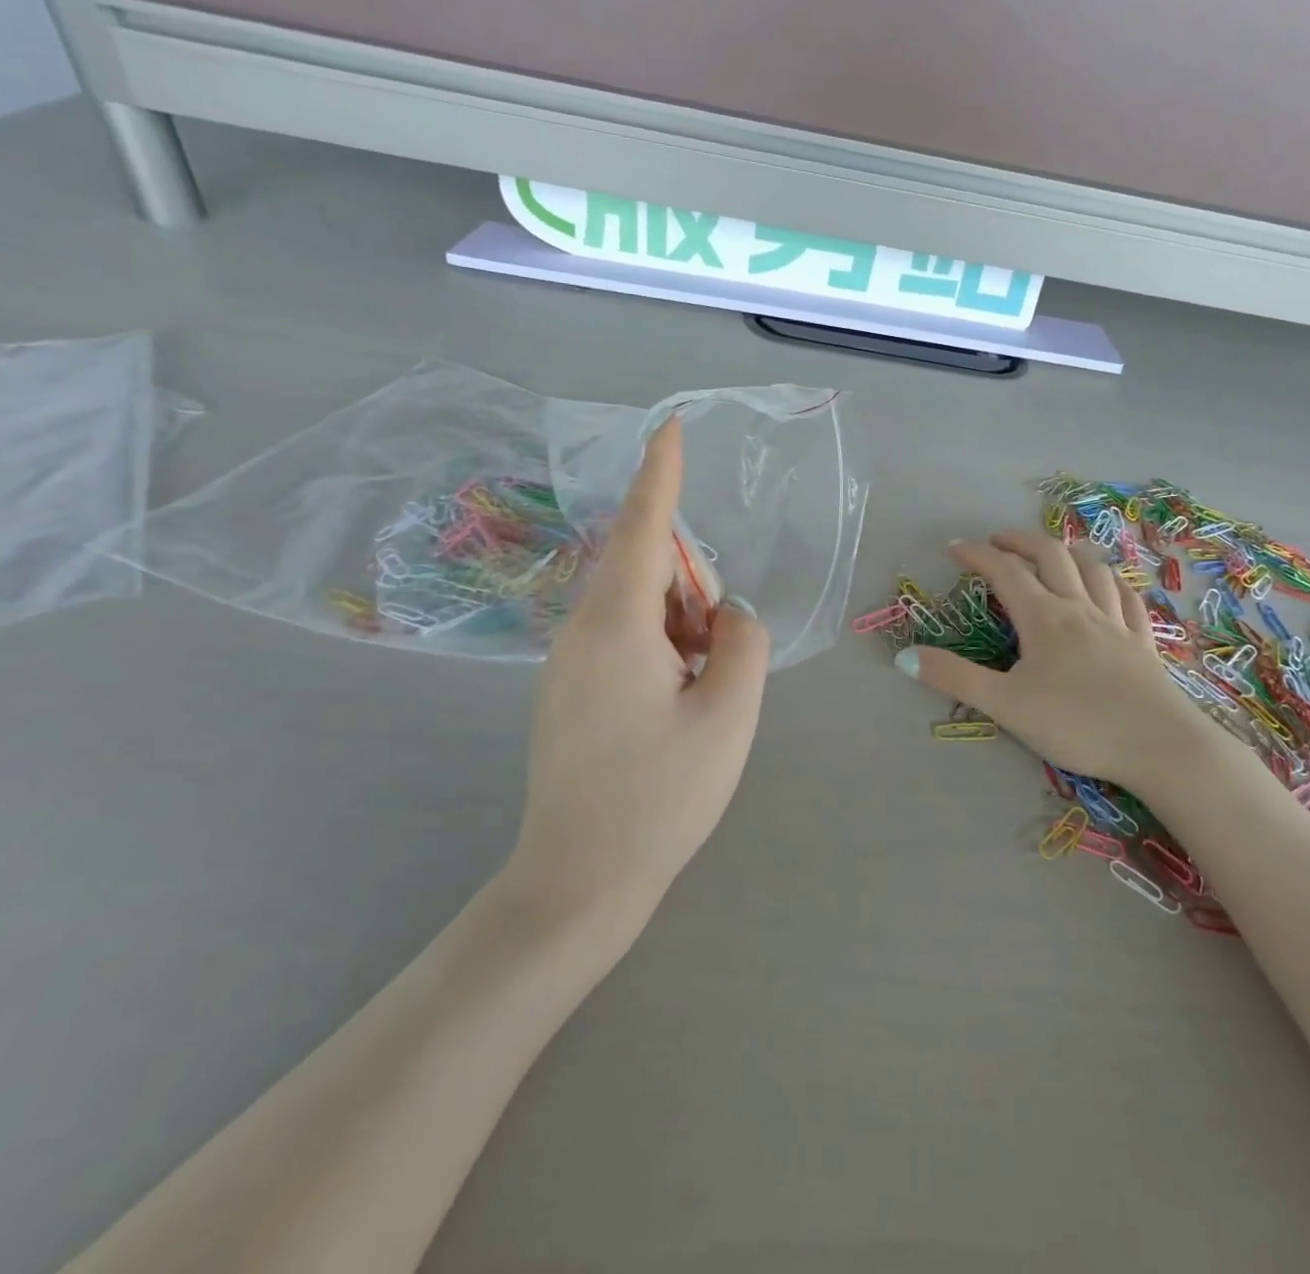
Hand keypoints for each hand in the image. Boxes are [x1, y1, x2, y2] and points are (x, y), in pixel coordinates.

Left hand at [509, 417, 770, 929]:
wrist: (578, 882)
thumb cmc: (661, 798)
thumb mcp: (729, 715)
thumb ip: (744, 641)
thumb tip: (728, 615)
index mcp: (617, 628)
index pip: (645, 529)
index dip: (661, 474)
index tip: (668, 426)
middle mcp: (581, 633)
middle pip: (648, 572)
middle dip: (694, 593)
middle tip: (718, 660)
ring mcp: (566, 664)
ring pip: (637, 610)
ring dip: (681, 629)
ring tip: (698, 698)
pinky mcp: (565, 692)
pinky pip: (621, 641)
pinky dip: (660, 652)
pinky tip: (672, 711)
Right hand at [895, 533, 1213, 787]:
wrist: (1159, 746)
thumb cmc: (1077, 724)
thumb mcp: (1006, 705)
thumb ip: (955, 678)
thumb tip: (905, 656)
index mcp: (1045, 618)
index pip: (1005, 572)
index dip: (978, 554)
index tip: (955, 547)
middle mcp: (1080, 608)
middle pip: (1051, 557)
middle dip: (1021, 541)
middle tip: (997, 541)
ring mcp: (1116, 623)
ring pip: (1092, 569)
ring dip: (1067, 552)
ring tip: (1051, 553)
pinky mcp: (1143, 643)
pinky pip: (1127, 598)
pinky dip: (1110, 581)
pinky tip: (1108, 585)